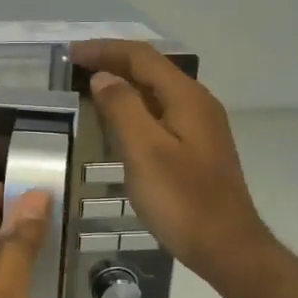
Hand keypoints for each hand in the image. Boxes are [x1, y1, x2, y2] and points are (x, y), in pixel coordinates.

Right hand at [70, 40, 269, 287]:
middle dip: (113, 61)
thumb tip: (104, 77)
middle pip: (151, 69)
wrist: (227, 247)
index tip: (70, 53)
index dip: (105, 50)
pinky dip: (134, 107)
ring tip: (90, 88)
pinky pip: (160, 112)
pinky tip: (118, 122)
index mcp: (186, 98)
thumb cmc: (182, 200)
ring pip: (156, 91)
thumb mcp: (144, 151)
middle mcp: (197, 103)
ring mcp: (200, 126)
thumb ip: (122, 108)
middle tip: (76, 67)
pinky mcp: (197, 148)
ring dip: (123, 84)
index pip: (142, 57)